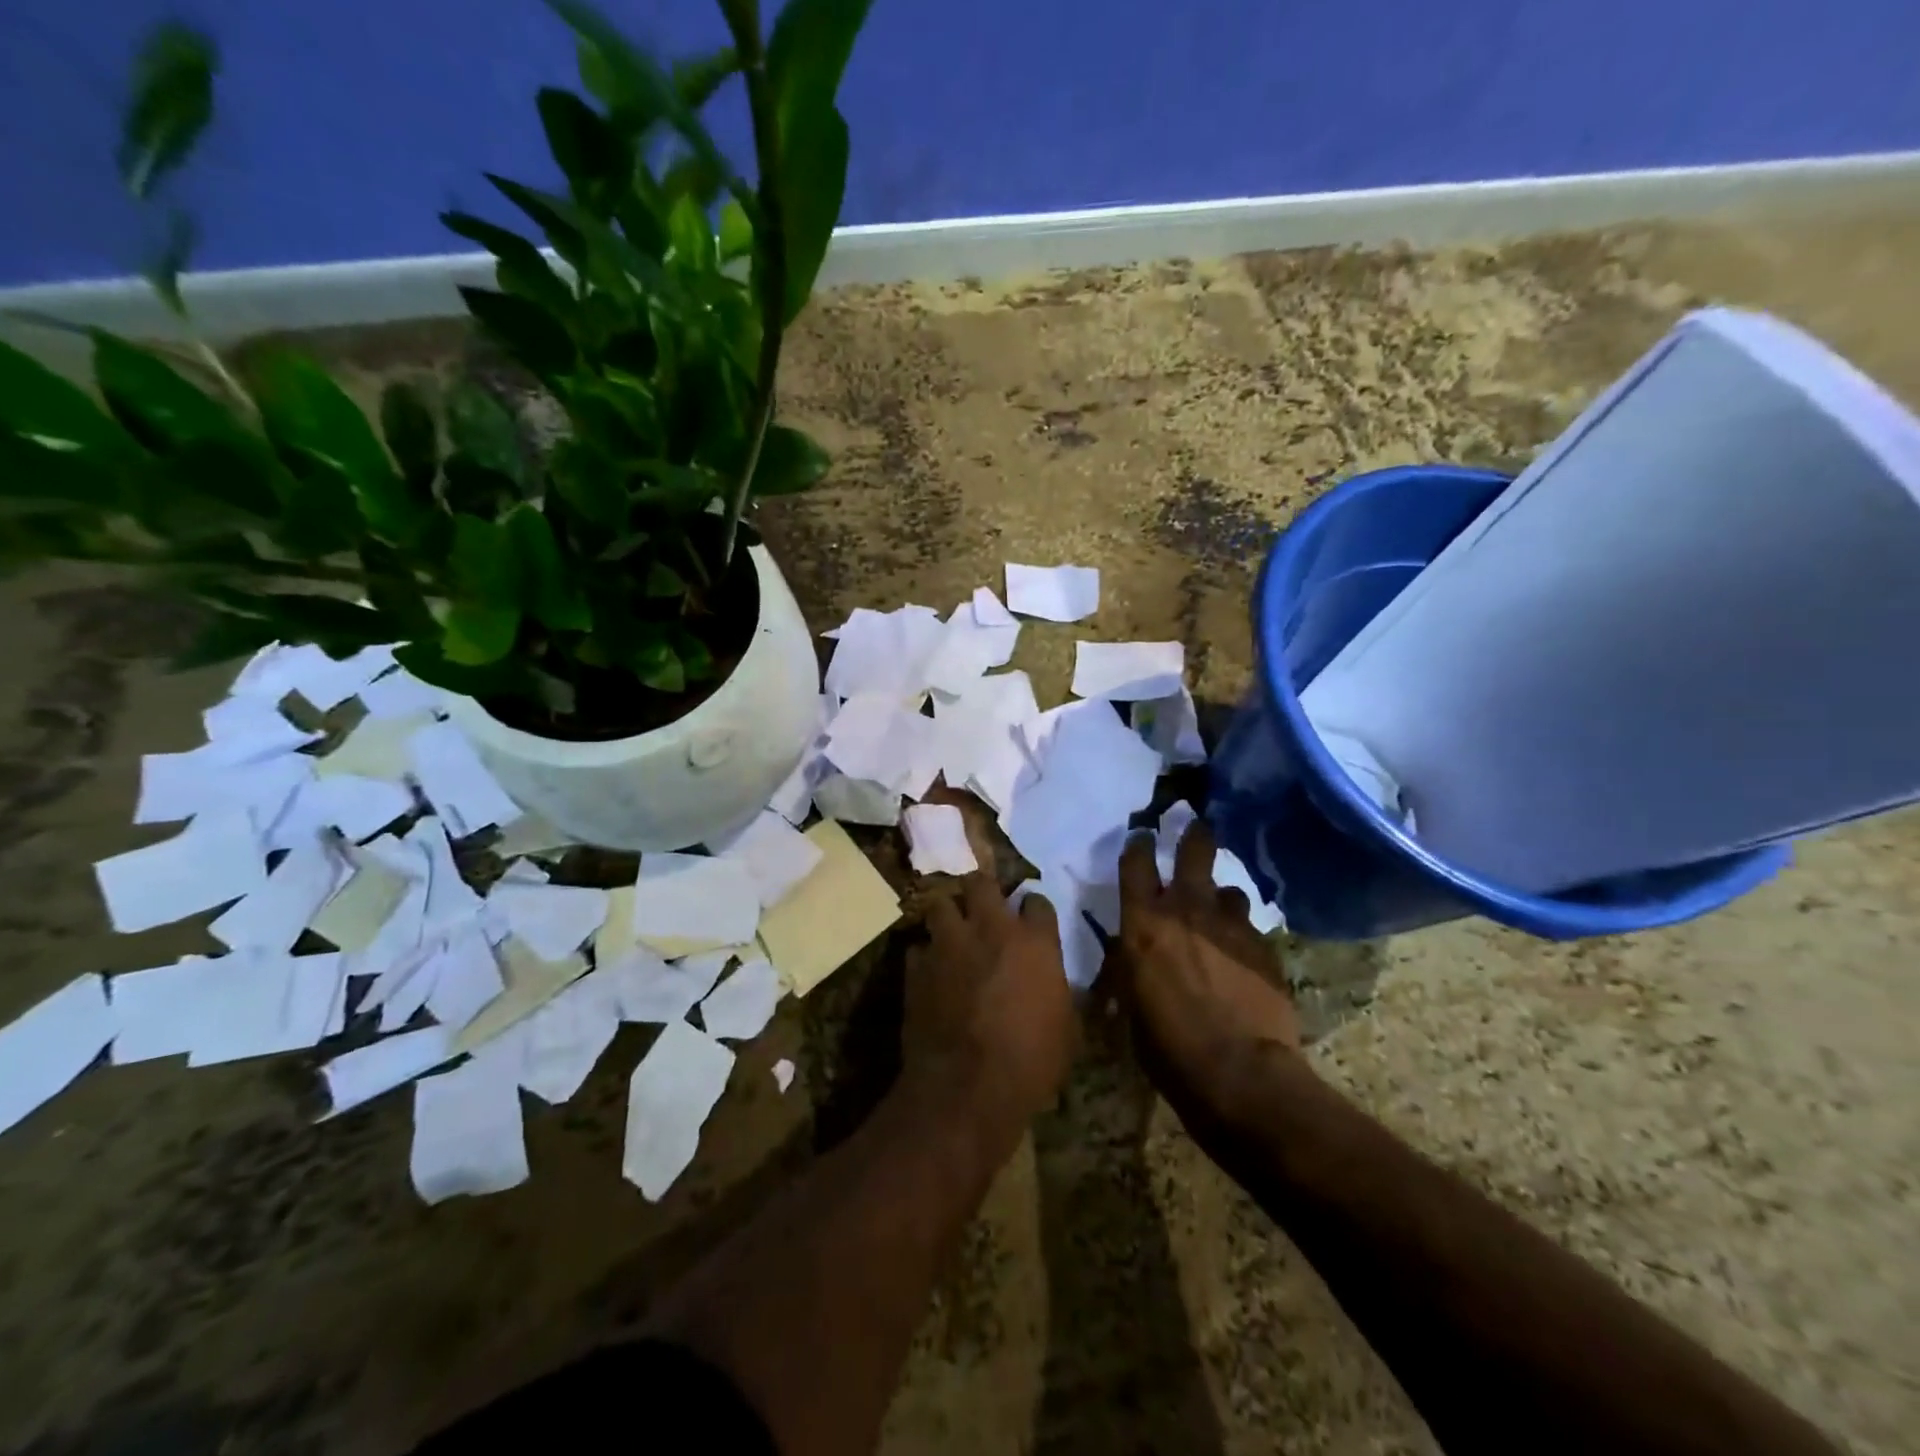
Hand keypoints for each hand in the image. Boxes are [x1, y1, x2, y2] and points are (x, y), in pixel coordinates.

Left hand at [905, 874, 1077, 1122]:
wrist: (967, 1087)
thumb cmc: (1031, 1062)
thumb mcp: (1067, 1031)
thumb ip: (1061, 994)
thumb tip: (1061, 987)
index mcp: (1034, 942)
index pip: (1037, 902)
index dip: (1034, 911)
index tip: (1032, 922)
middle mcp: (990, 929)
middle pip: (981, 883)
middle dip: (982, 891)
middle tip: (983, 908)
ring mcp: (949, 944)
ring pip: (941, 904)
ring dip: (947, 916)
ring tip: (951, 933)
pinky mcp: (917, 967)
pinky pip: (918, 948)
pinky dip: (925, 957)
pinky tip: (930, 973)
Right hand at [1108, 818, 1300, 1114]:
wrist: (1238, 1073)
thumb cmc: (1167, 1045)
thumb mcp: (1130, 1003)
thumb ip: (1129, 964)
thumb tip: (1128, 951)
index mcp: (1143, 922)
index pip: (1135, 863)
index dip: (1138, 845)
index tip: (1141, 836)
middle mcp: (1186, 910)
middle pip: (1193, 851)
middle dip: (1193, 836)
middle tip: (1196, 827)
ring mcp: (1230, 925)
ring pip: (1227, 890)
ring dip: (1220, 897)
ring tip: (1220, 913)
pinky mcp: (1264, 947)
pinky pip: (1250, 927)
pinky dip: (1242, 933)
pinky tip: (1242, 956)